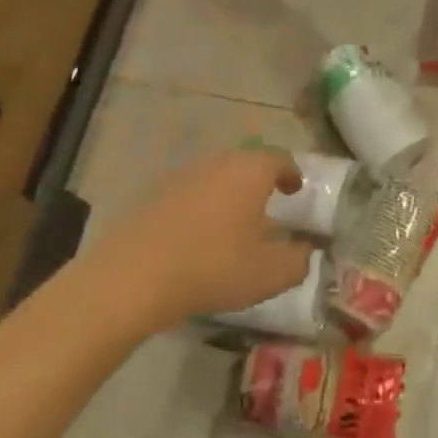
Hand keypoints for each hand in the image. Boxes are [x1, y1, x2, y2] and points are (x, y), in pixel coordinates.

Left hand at [88, 148, 312, 330]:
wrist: (131, 278)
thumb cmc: (213, 267)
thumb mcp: (270, 273)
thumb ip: (298, 260)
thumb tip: (306, 250)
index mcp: (249, 171)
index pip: (280, 158)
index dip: (292, 173)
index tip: (296, 189)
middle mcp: (216, 164)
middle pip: (245, 164)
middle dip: (259, 183)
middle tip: (268, 206)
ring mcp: (179, 178)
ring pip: (215, 179)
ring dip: (228, 196)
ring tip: (233, 225)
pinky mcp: (151, 198)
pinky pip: (188, 196)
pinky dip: (200, 210)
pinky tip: (198, 238)